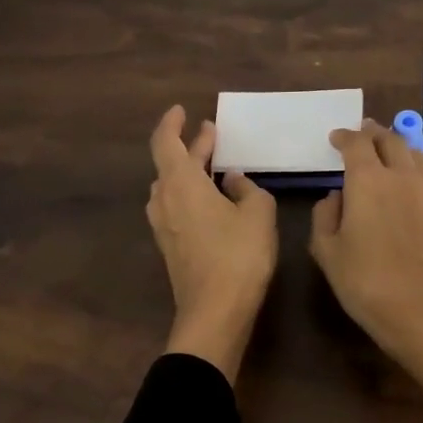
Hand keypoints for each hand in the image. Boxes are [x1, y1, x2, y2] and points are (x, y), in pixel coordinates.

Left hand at [146, 105, 277, 381]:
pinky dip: (191, 193)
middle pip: (170, 163)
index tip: (182, 110)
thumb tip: (234, 181)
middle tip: (211, 134)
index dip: (172, 123)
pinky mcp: (171, 247)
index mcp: (181, 182)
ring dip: (190, 171)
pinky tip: (213, 198)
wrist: (215, 312)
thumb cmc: (239, 255)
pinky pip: (176, 207)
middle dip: (191, 146)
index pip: (166, 141)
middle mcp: (164, 199)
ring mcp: (164, 225)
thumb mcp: (258, 212)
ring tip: (214, 164)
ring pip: (172, 186)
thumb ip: (248, 188)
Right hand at [310, 121, 422, 422]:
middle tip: (364, 134)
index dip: (345, 136)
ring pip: (415, 156)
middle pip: (391, 140)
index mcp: (368, 180)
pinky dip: (414, 174)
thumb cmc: (364, 281)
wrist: (421, 310)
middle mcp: (402, 176)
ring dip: (398, 148)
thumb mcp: (327, 250)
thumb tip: (337, 196)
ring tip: (388, 152)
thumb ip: (326, 214)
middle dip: (374, 133)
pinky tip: (407, 189)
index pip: (357, 143)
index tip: (336, 138)